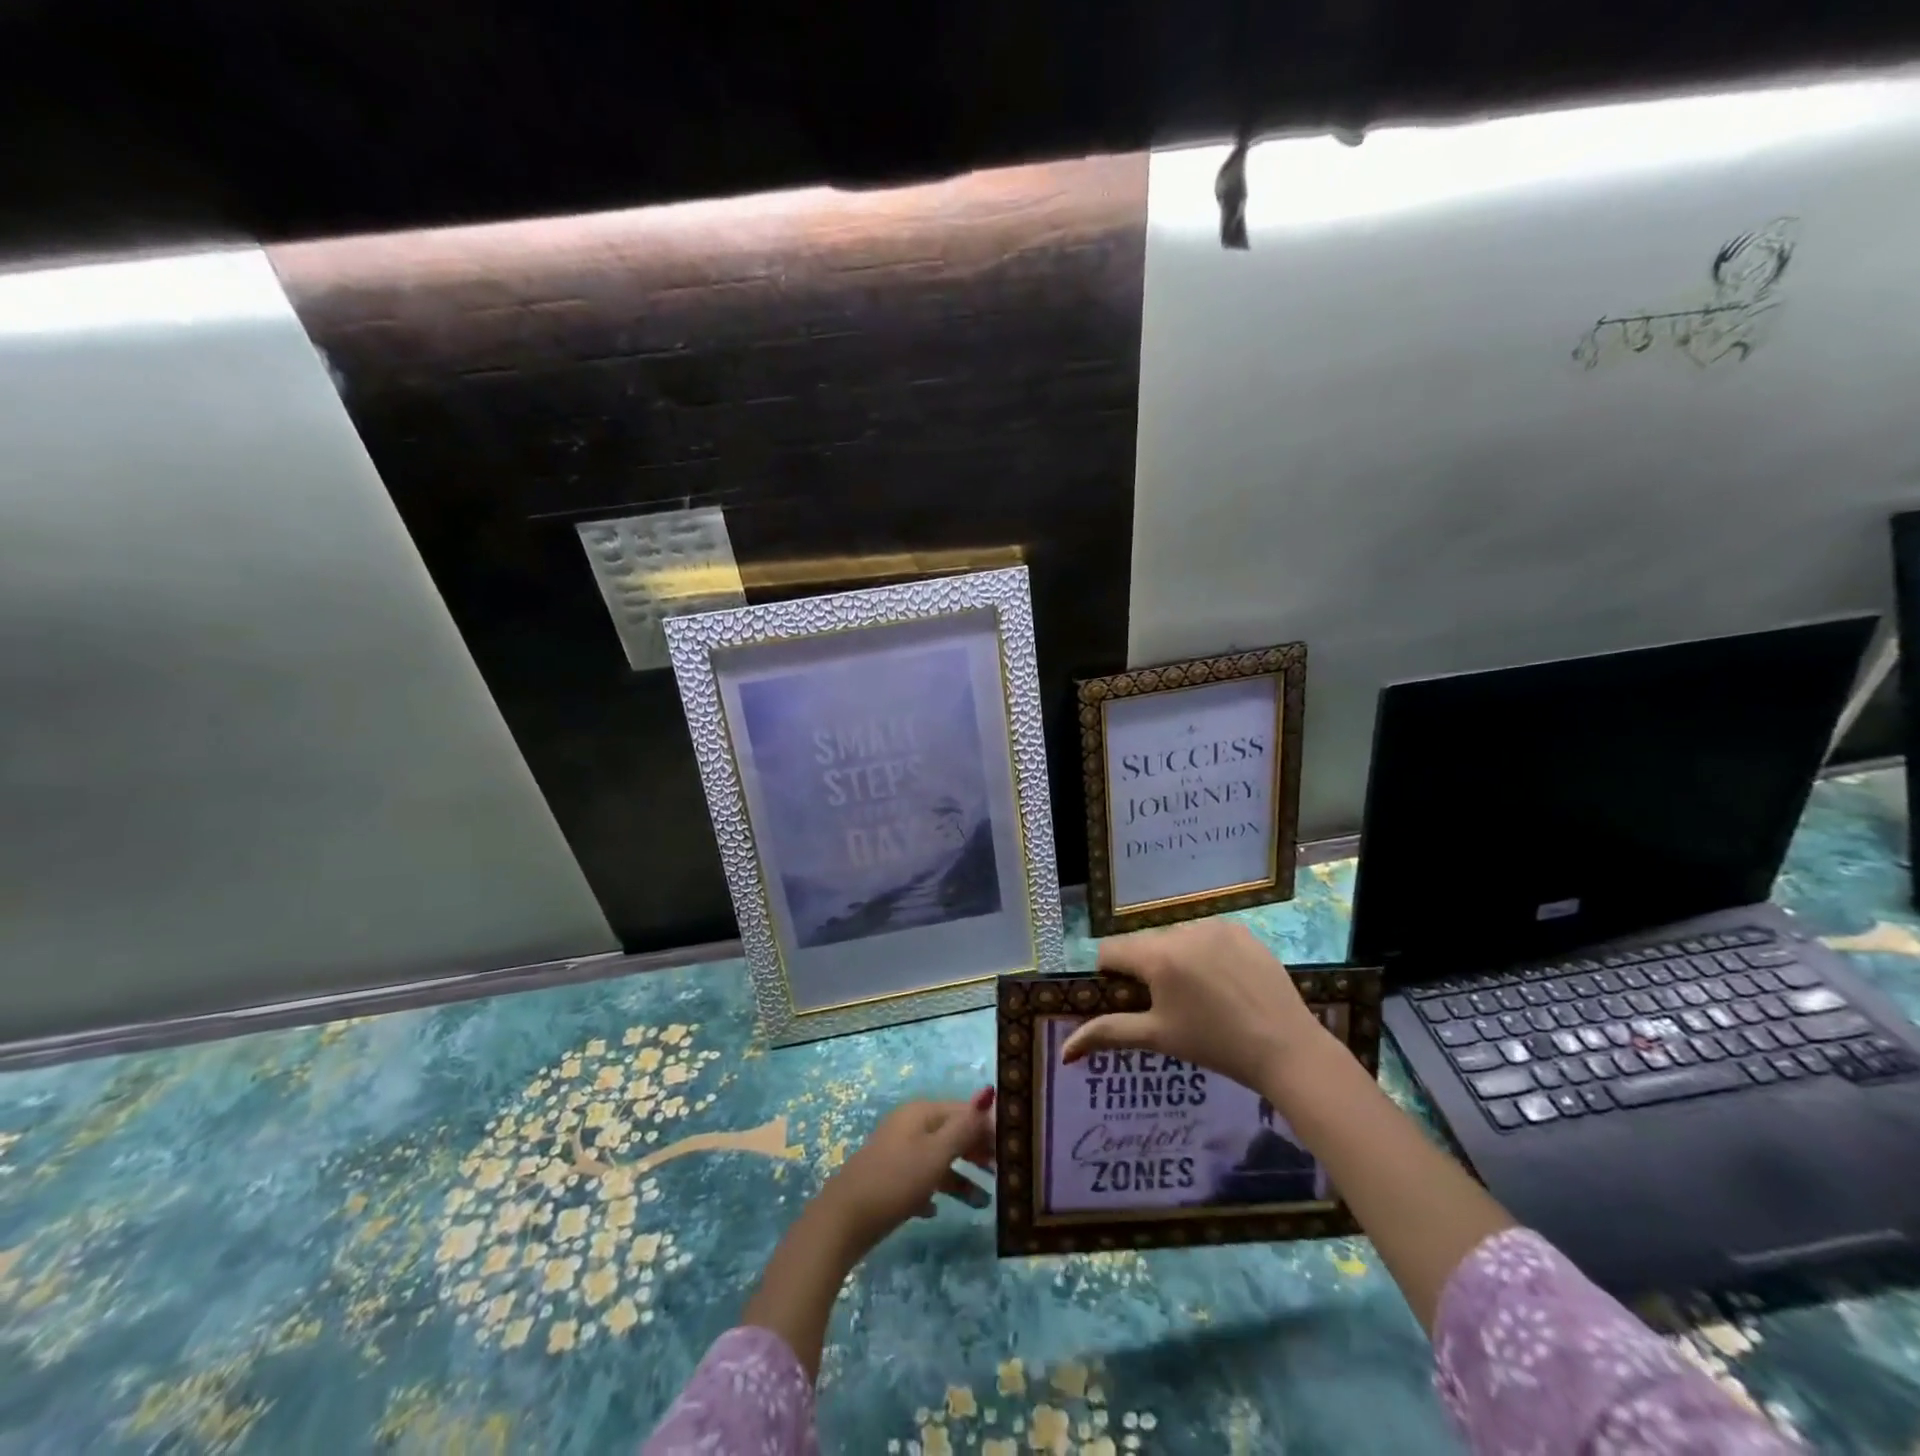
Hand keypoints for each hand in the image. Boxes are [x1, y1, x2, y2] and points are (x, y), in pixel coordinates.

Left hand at [813, 1092, 995, 1255]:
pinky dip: (934, 1190)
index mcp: (922, 1113)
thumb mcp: (936, 1153)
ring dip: (961, 1178)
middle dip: (977, 1152)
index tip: (1012, 1153)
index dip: (989, 1129)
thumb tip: (989, 1093)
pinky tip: (937, 1211)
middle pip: (952, 1133)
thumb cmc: (896, 1180)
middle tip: (1003, 1176)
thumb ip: (964, 1127)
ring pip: (938, 1159)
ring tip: (983, 1203)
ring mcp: (897, 1152)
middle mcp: (910, 1126)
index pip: (964, 1112)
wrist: (844, 1219)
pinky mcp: (888, 1179)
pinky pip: (920, 1179)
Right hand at [1060, 919, 1335, 1093]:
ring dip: (1175, 959)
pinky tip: (1224, 983)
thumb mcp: (1157, 1038)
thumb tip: (1064, 1050)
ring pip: (1175, 938)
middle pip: (1144, 944)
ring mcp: (1214, 926)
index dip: (1110, 976)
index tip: (1128, 1001)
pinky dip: (1205, 953)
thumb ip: (1107, 1033)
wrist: (1287, 1049)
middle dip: (1145, 970)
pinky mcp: (1241, 930)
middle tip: (1168, 1005)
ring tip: (1200, 997)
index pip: (1110, 951)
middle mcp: (1181, 930)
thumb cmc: (1215, 1045)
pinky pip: (1207, 935)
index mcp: (1157, 956)